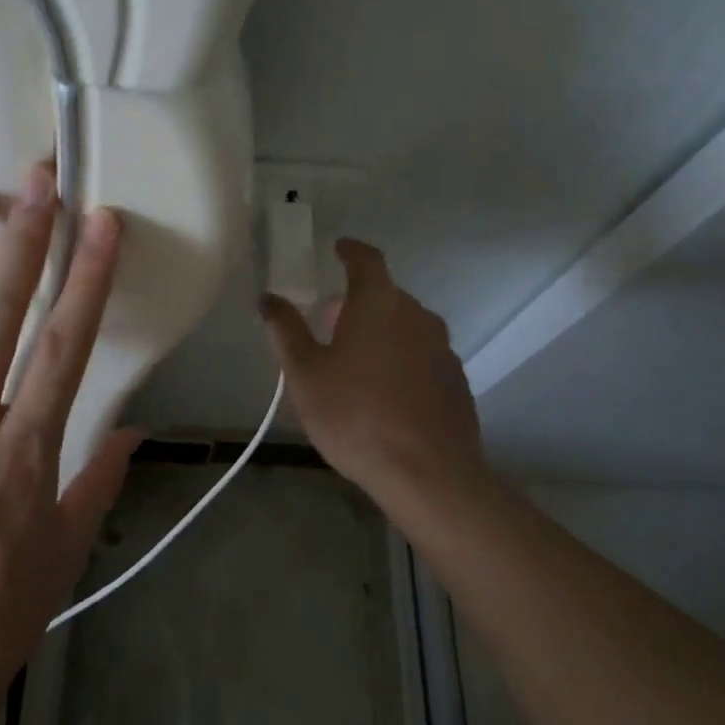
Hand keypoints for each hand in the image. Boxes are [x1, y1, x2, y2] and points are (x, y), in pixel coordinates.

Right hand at [259, 238, 488, 516]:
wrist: (429, 476)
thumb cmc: (356, 416)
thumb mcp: (305, 375)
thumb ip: (286, 330)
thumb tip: (268, 298)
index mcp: (379, 303)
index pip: (366, 259)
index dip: (350, 250)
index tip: (338, 248)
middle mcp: (417, 315)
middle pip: (385, 295)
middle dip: (357, 302)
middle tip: (330, 325)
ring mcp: (442, 348)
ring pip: (406, 326)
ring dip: (381, 332)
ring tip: (356, 363)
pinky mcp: (456, 380)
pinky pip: (422, 356)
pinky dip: (402, 360)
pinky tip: (387, 394)